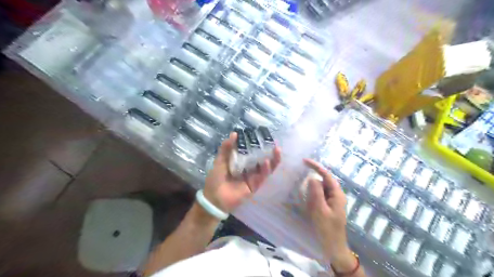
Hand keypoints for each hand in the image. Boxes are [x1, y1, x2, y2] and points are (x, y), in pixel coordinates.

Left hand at [204, 132, 281, 214]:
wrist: (213, 198)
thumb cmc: (215, 178)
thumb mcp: (220, 161)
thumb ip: (226, 148)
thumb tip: (234, 133)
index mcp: (241, 162)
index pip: (252, 152)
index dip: (258, 144)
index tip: (263, 136)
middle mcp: (249, 169)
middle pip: (262, 159)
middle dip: (269, 151)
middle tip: (274, 142)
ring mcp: (253, 177)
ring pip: (266, 168)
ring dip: (272, 160)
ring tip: (276, 150)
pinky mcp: (254, 186)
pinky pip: (262, 177)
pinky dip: (266, 170)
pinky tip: (267, 162)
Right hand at [304, 158, 352, 263]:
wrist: (333, 248)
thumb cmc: (327, 230)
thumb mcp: (319, 210)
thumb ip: (316, 192)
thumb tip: (312, 178)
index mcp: (337, 194)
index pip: (326, 175)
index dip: (315, 166)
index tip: (303, 161)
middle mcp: (336, 195)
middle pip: (323, 181)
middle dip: (312, 178)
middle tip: (298, 177)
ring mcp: (332, 201)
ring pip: (320, 189)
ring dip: (311, 188)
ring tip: (300, 188)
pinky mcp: (328, 207)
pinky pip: (319, 196)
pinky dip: (311, 195)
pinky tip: (304, 199)